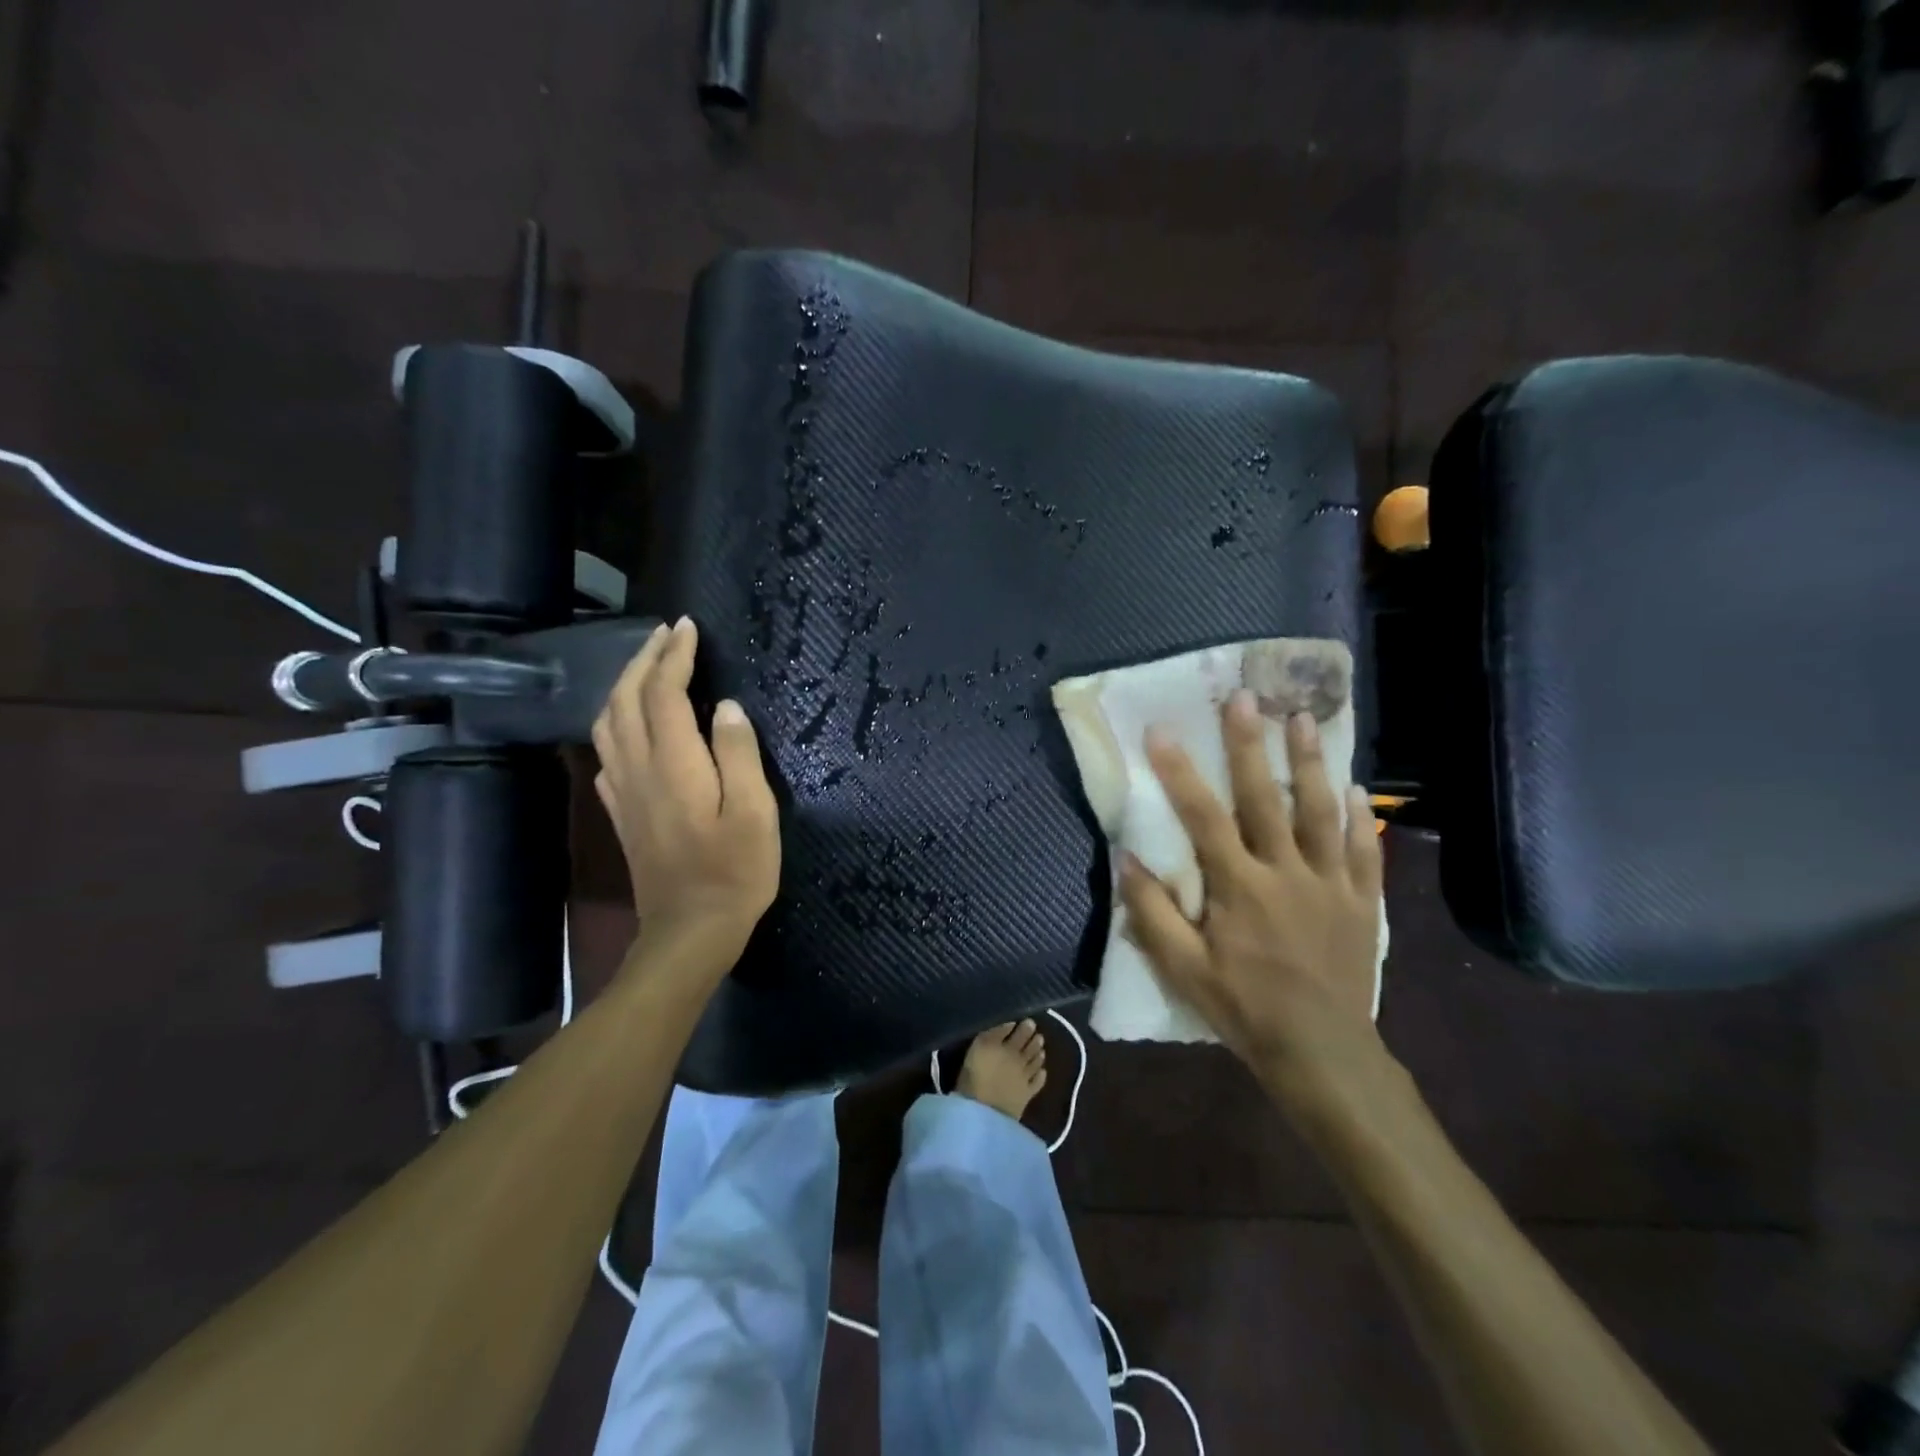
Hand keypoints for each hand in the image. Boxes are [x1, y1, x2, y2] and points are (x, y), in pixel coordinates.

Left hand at [591, 618, 780, 965]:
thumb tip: (725, 707)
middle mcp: (638, 770)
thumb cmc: (734, 872)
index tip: (688, 627)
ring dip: (624, 686)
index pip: (663, 694)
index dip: (674, 656)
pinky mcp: (621, 813)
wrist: (689, 932)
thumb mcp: (755, 813)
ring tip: (648, 668)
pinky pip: (606, 753)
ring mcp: (623, 793)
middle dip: (643, 660)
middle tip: (666, 635)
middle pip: (625, 700)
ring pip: (607, 723)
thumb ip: (738, 754)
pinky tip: (630, 726)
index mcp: (673, 764)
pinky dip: (615, 724)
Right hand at [1117, 690, 1386, 1113]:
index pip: (1203, 818)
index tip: (1161, 731)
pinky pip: (1366, 852)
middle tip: (1246, 697)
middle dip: (1251, 745)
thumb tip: (1127, 859)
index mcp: (1239, 888)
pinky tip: (1357, 787)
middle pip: (1266, 798)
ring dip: (1311, 763)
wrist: (1322, 1054)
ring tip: (1304, 719)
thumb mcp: (1183, 970)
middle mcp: (1286, 873)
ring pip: (1322, 813)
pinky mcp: (1362, 903)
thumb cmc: (1244, 1009)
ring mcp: (1331, 885)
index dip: (1179, 772)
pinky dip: (1362, 818)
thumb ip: (1153, 913)